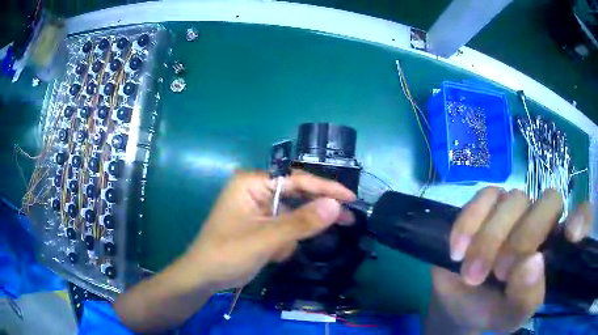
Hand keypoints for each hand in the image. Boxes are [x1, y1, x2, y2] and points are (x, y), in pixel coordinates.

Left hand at [185, 170, 355, 290]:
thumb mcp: (266, 239)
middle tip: (347, 220)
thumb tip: (336, 205)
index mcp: (252, 183)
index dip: (325, 188)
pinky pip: (285, 227)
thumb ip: (301, 222)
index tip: (351, 197)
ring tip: (278, 253)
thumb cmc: (227, 254)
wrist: (205, 277)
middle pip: (297, 195)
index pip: (296, 179)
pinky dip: (285, 243)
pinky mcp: (261, 224)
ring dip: (293, 236)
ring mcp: (258, 208)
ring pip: (293, 215)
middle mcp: (256, 190)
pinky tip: (272, 256)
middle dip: (313, 214)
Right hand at [428, 187, 591, 333]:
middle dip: (523, 238)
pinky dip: (469, 224)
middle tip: (499, 273)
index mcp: (555, 248)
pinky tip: (457, 251)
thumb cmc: (491, 311)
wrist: (456, 304)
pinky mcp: (486, 205)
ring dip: (489, 239)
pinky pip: (484, 196)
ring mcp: (515, 210)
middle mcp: (542, 221)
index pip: (582, 216)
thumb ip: (526, 298)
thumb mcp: (509, 316)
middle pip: (548, 201)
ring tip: (471, 273)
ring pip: (514, 199)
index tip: (571, 235)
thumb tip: (532, 263)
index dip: (581, 217)